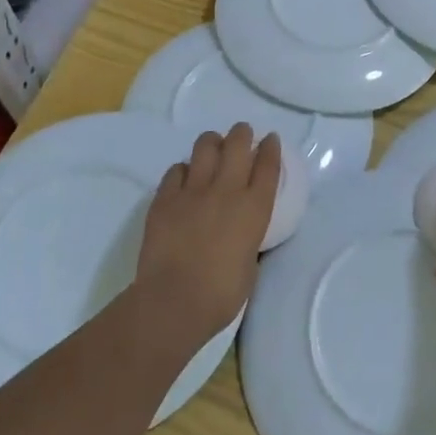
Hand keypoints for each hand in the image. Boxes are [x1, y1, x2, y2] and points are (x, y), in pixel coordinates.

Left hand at [134, 123, 280, 341]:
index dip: (270, 148)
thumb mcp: (250, 264)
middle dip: (242, 134)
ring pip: (205, 147)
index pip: (268, 165)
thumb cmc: (221, 294)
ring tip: (213, 147)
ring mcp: (193, 191)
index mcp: (254, 208)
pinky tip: (184, 177)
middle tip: (242, 134)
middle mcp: (226, 190)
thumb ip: (249, 239)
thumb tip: (242, 234)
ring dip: (212, 142)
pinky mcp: (165, 198)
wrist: (174, 300)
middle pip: (237, 144)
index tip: (270, 139)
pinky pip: (176, 170)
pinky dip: (183, 170)